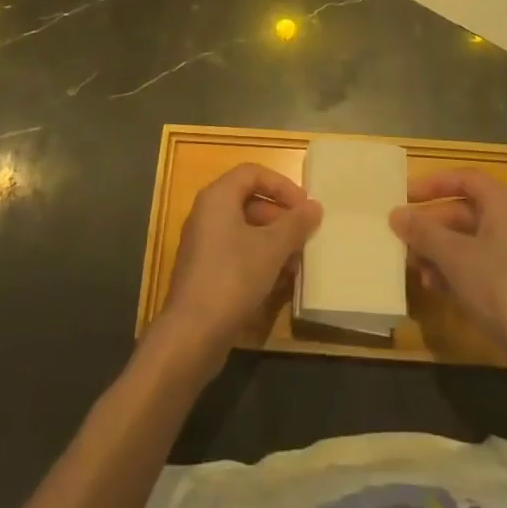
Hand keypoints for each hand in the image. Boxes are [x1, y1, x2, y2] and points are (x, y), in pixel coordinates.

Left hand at [155, 165, 321, 379]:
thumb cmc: (233, 277)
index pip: (253, 173)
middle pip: (250, 202)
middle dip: (281, 218)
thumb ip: (295, 224)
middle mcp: (206, 214)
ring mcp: (203, 244)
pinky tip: (280, 283)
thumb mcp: (272, 248)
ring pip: (245, 231)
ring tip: (297, 264)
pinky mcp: (204, 272)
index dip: (282, 186)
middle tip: (305, 237)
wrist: (191, 334)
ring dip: (274, 243)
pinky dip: (259, 261)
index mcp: (217, 197)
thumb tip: (315, 206)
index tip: (305, 207)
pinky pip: (237, 254)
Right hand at [390, 169, 506, 377]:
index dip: (434, 183)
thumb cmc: (499, 287)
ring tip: (413, 266)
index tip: (406, 195)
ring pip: (467, 242)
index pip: (465, 179)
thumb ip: (423, 232)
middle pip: (463, 212)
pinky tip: (433, 287)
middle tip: (402, 236)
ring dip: (438, 251)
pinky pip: (476, 267)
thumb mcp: (454, 256)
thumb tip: (396, 214)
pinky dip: (453, 271)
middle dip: (431, 224)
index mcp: (502, 205)